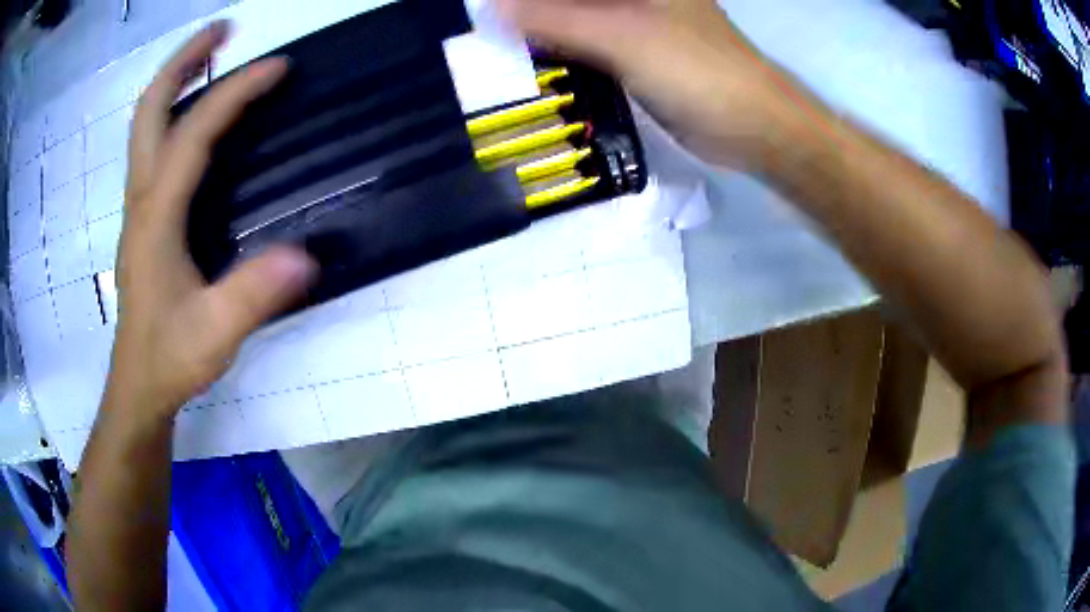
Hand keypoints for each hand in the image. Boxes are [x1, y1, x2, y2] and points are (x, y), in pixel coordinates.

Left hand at [106, 22, 317, 419]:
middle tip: (223, 30)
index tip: (279, 67)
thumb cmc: (169, 359)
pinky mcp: (145, 218)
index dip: (235, 93)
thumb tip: (308, 254)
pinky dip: (176, 114)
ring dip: (177, 81)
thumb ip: (253, 295)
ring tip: (213, 54)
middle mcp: (142, 198)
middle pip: (150, 110)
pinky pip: (154, 148)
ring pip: (147, 125)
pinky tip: (199, 118)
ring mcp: (139, 206)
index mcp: (156, 215)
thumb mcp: (214, 334)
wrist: (138, 387)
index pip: (194, 133)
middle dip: (184, 61)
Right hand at [499, 0, 801, 166]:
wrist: (750, 125)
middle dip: (530, 11)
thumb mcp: (619, 36)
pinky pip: (587, 47)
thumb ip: (554, 19)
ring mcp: (635, 25)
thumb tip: (489, 12)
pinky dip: (560, 54)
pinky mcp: (636, 57)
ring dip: (541, 32)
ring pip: (575, 20)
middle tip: (490, 31)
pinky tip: (532, 65)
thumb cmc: (694, 69)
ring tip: (499, 47)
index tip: (494, 11)